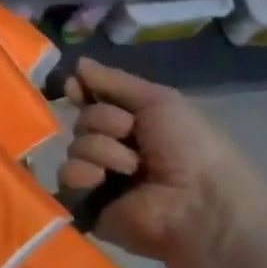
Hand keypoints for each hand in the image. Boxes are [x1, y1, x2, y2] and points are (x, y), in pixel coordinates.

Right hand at [58, 58, 266, 264]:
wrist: (199, 204)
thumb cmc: (190, 147)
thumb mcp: (159, 101)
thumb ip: (114, 81)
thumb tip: (78, 63)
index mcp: (137, 127)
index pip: (95, 102)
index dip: (83, 93)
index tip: (75, 86)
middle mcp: (116, 149)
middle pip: (83, 121)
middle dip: (102, 121)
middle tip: (129, 134)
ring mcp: (101, 178)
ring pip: (76, 146)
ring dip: (100, 150)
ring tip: (130, 168)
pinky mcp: (88, 204)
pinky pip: (67, 177)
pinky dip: (83, 173)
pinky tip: (102, 180)